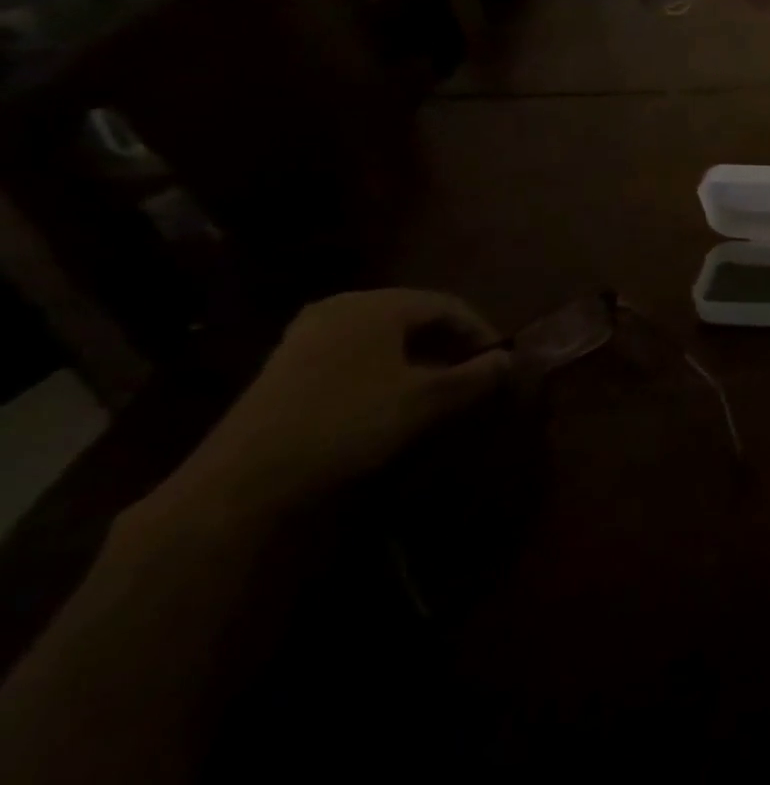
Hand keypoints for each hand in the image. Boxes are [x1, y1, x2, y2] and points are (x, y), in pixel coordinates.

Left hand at [164, 289, 511, 519]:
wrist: (245, 479)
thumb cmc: (350, 423)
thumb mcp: (428, 400)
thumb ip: (477, 376)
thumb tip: (508, 360)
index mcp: (378, 305)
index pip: (448, 305)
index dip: (480, 331)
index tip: (499, 362)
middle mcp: (342, 307)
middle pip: (414, 316)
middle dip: (450, 343)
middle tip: (474, 372)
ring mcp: (308, 335)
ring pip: (384, 335)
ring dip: (419, 356)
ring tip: (440, 386)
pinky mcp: (287, 365)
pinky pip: (355, 352)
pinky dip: (385, 366)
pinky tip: (393, 396)